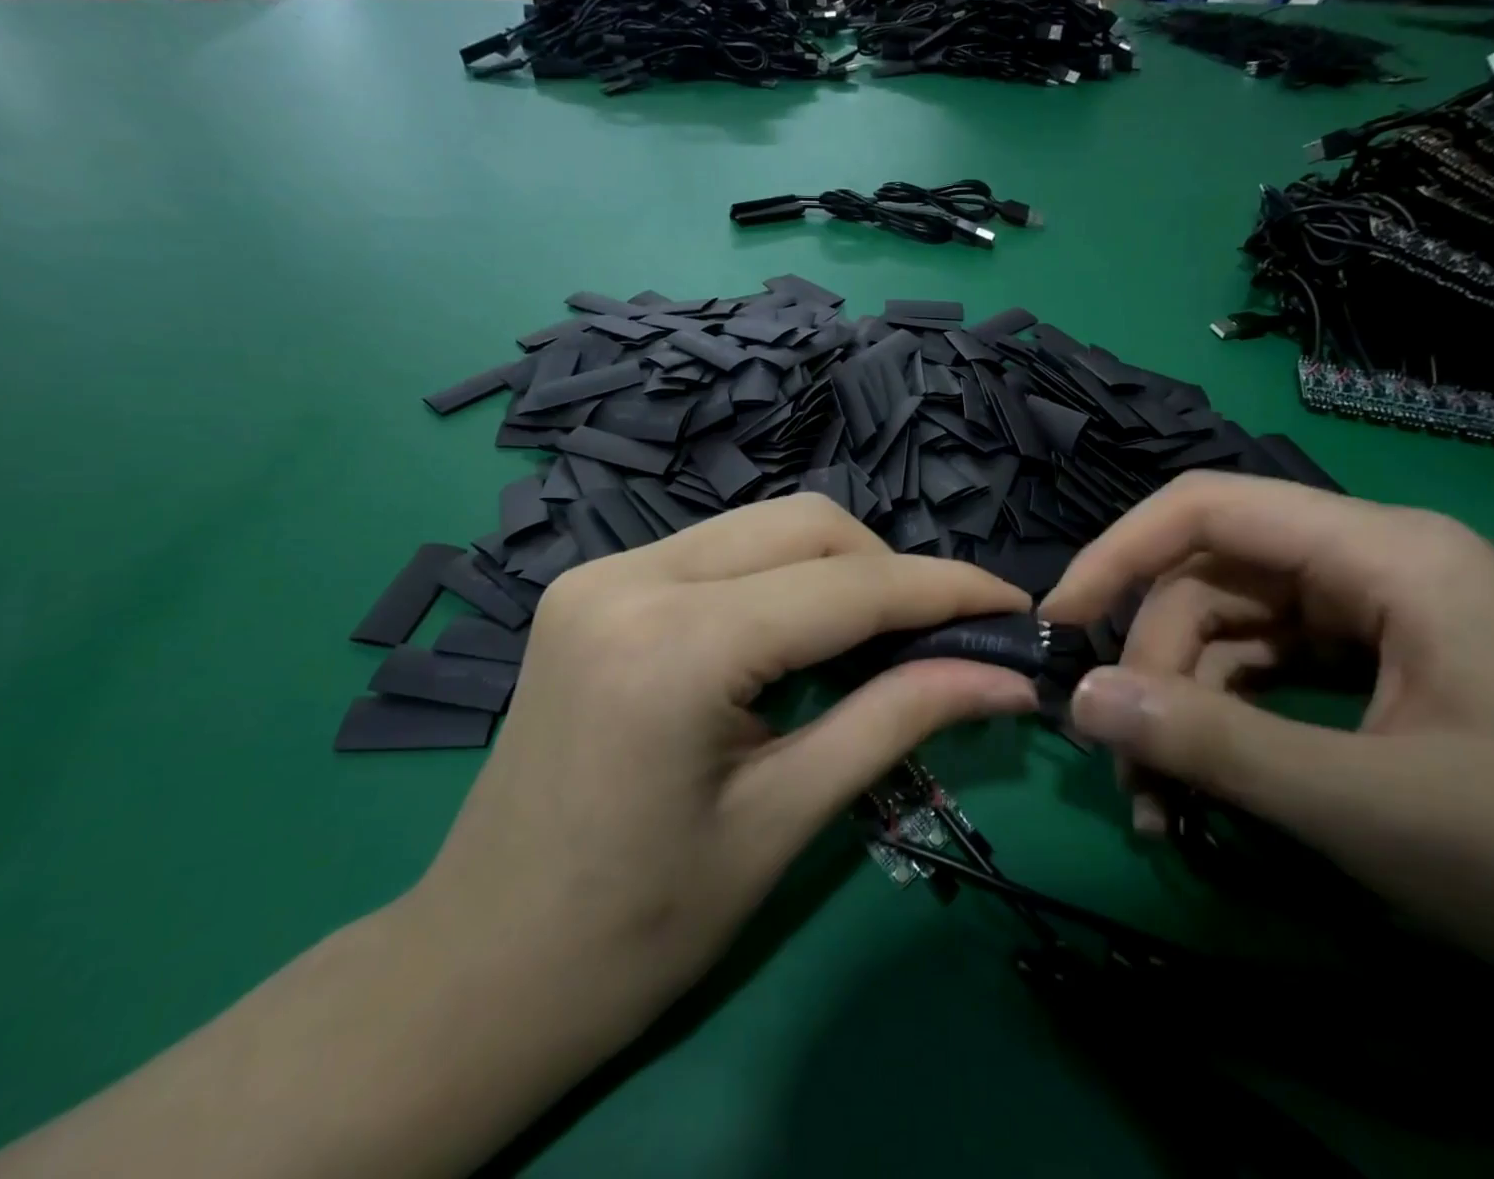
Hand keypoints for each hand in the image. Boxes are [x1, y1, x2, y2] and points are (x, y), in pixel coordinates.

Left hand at [416, 495, 1036, 1063]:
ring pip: (762, 527)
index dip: (944, 590)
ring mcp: (601, 573)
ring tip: (877, 639)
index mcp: (675, 646)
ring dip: (836, 568)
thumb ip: (899, 721)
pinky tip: (798, 635)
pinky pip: (719, 550)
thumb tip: (1004, 678)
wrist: (480, 969)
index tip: (1013, 606)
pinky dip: (779, 577)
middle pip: (804, 525)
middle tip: (937, 638)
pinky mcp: (593, 586)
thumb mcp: (785, 820)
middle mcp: (630, 578)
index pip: (846, 586)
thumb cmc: (636, 927)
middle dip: (888, 570)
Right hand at [1041, 473, 1493, 1090]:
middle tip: (1130, 769)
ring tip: (1162, 804)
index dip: (1117, 553)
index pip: (1208, 508)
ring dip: (1182, 711)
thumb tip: (1080, 701)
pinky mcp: (1380, 665)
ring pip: (1230, 633)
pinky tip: (1205, 794)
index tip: (1059, 621)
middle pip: (1211, 584)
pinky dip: (1225, 727)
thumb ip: (1212, 746)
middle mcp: (1372, 564)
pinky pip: (1268, 673)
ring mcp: (1377, 616)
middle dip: (1154, 670)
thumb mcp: (1367, 807)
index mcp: (1383, 554)